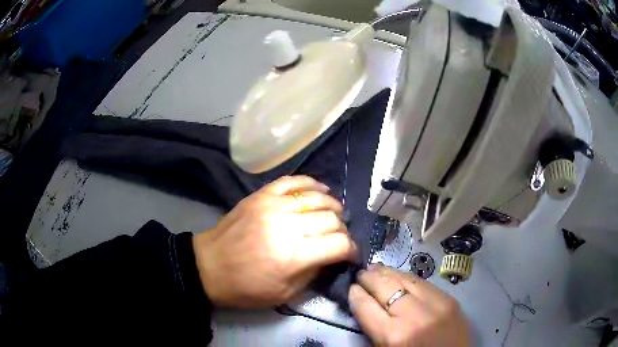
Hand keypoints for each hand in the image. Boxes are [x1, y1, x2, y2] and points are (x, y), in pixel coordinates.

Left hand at [193, 175, 357, 307]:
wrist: (208, 267)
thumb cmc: (245, 288)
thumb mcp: (285, 293)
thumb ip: (314, 272)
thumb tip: (333, 256)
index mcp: (294, 256)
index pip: (339, 243)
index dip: (351, 249)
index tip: (350, 254)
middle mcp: (287, 225)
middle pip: (331, 219)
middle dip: (342, 230)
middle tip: (338, 239)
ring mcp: (273, 205)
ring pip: (317, 197)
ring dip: (332, 206)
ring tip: (334, 215)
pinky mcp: (261, 195)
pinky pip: (293, 181)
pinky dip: (312, 184)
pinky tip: (321, 191)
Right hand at [349, 264, 470, 346]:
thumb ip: (374, 329)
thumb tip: (364, 305)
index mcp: (393, 336)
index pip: (366, 306)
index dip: (355, 294)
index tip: (350, 288)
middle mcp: (414, 316)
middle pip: (385, 287)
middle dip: (368, 278)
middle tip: (360, 274)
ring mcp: (435, 304)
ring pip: (405, 279)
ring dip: (387, 272)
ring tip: (375, 268)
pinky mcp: (450, 299)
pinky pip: (423, 282)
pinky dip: (407, 276)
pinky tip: (399, 274)